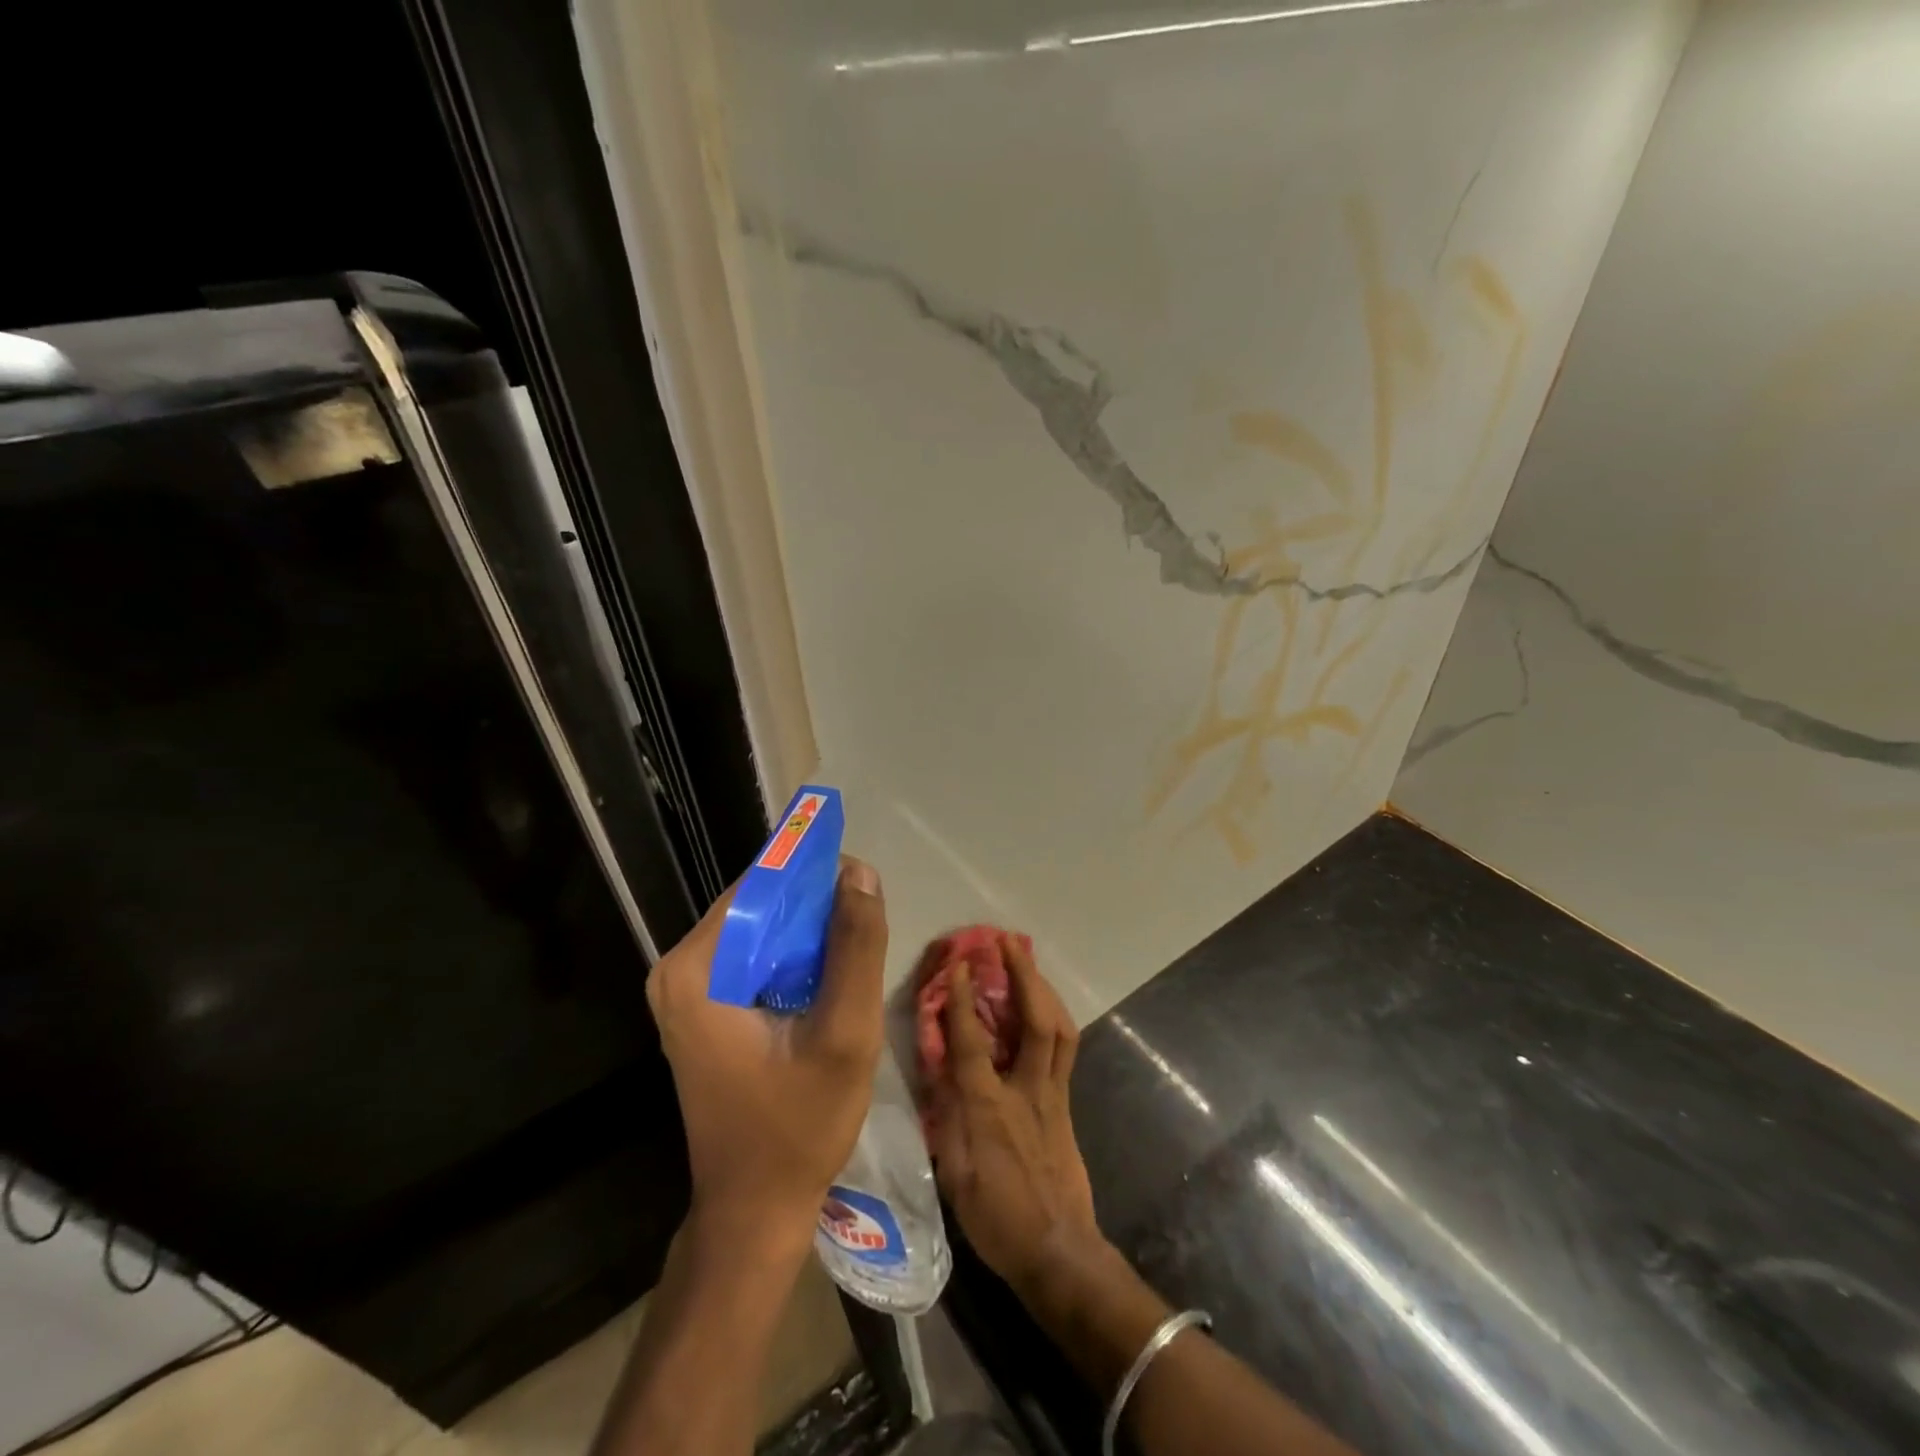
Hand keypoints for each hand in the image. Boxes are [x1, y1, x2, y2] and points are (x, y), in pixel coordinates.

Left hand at [647, 857, 888, 1255]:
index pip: (760, 886)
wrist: (755, 1210)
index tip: (862, 884)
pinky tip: (828, 979)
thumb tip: (860, 873)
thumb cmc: (799, 1126)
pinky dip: (793, 959)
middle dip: (814, 908)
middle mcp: (678, 970)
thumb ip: (856, 947)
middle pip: (758, 906)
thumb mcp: (845, 1034)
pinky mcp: (702, 1009)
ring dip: (809, 934)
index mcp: (696, 969)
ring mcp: (686, 991)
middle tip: (866, 928)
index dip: (814, 874)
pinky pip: (754, 958)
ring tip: (854, 955)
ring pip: (760, 930)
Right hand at [926, 935, 1105, 1297]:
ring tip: (1028, 962)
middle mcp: (1026, 1090)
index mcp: (989, 1108)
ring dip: (1044, 989)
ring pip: (1060, 1029)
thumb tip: (936, 1068)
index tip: (958, 962)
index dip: (963, 998)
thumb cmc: (997, 1218)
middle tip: (1007, 941)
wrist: (1059, 1252)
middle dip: (1022, 975)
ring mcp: (1053, 1094)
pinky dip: (1054, 1018)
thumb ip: (945, 1115)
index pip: (972, 1041)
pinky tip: (1043, 1008)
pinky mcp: (1066, 1103)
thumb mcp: (954, 1174)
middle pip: (1034, 1021)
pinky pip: (1065, 1048)